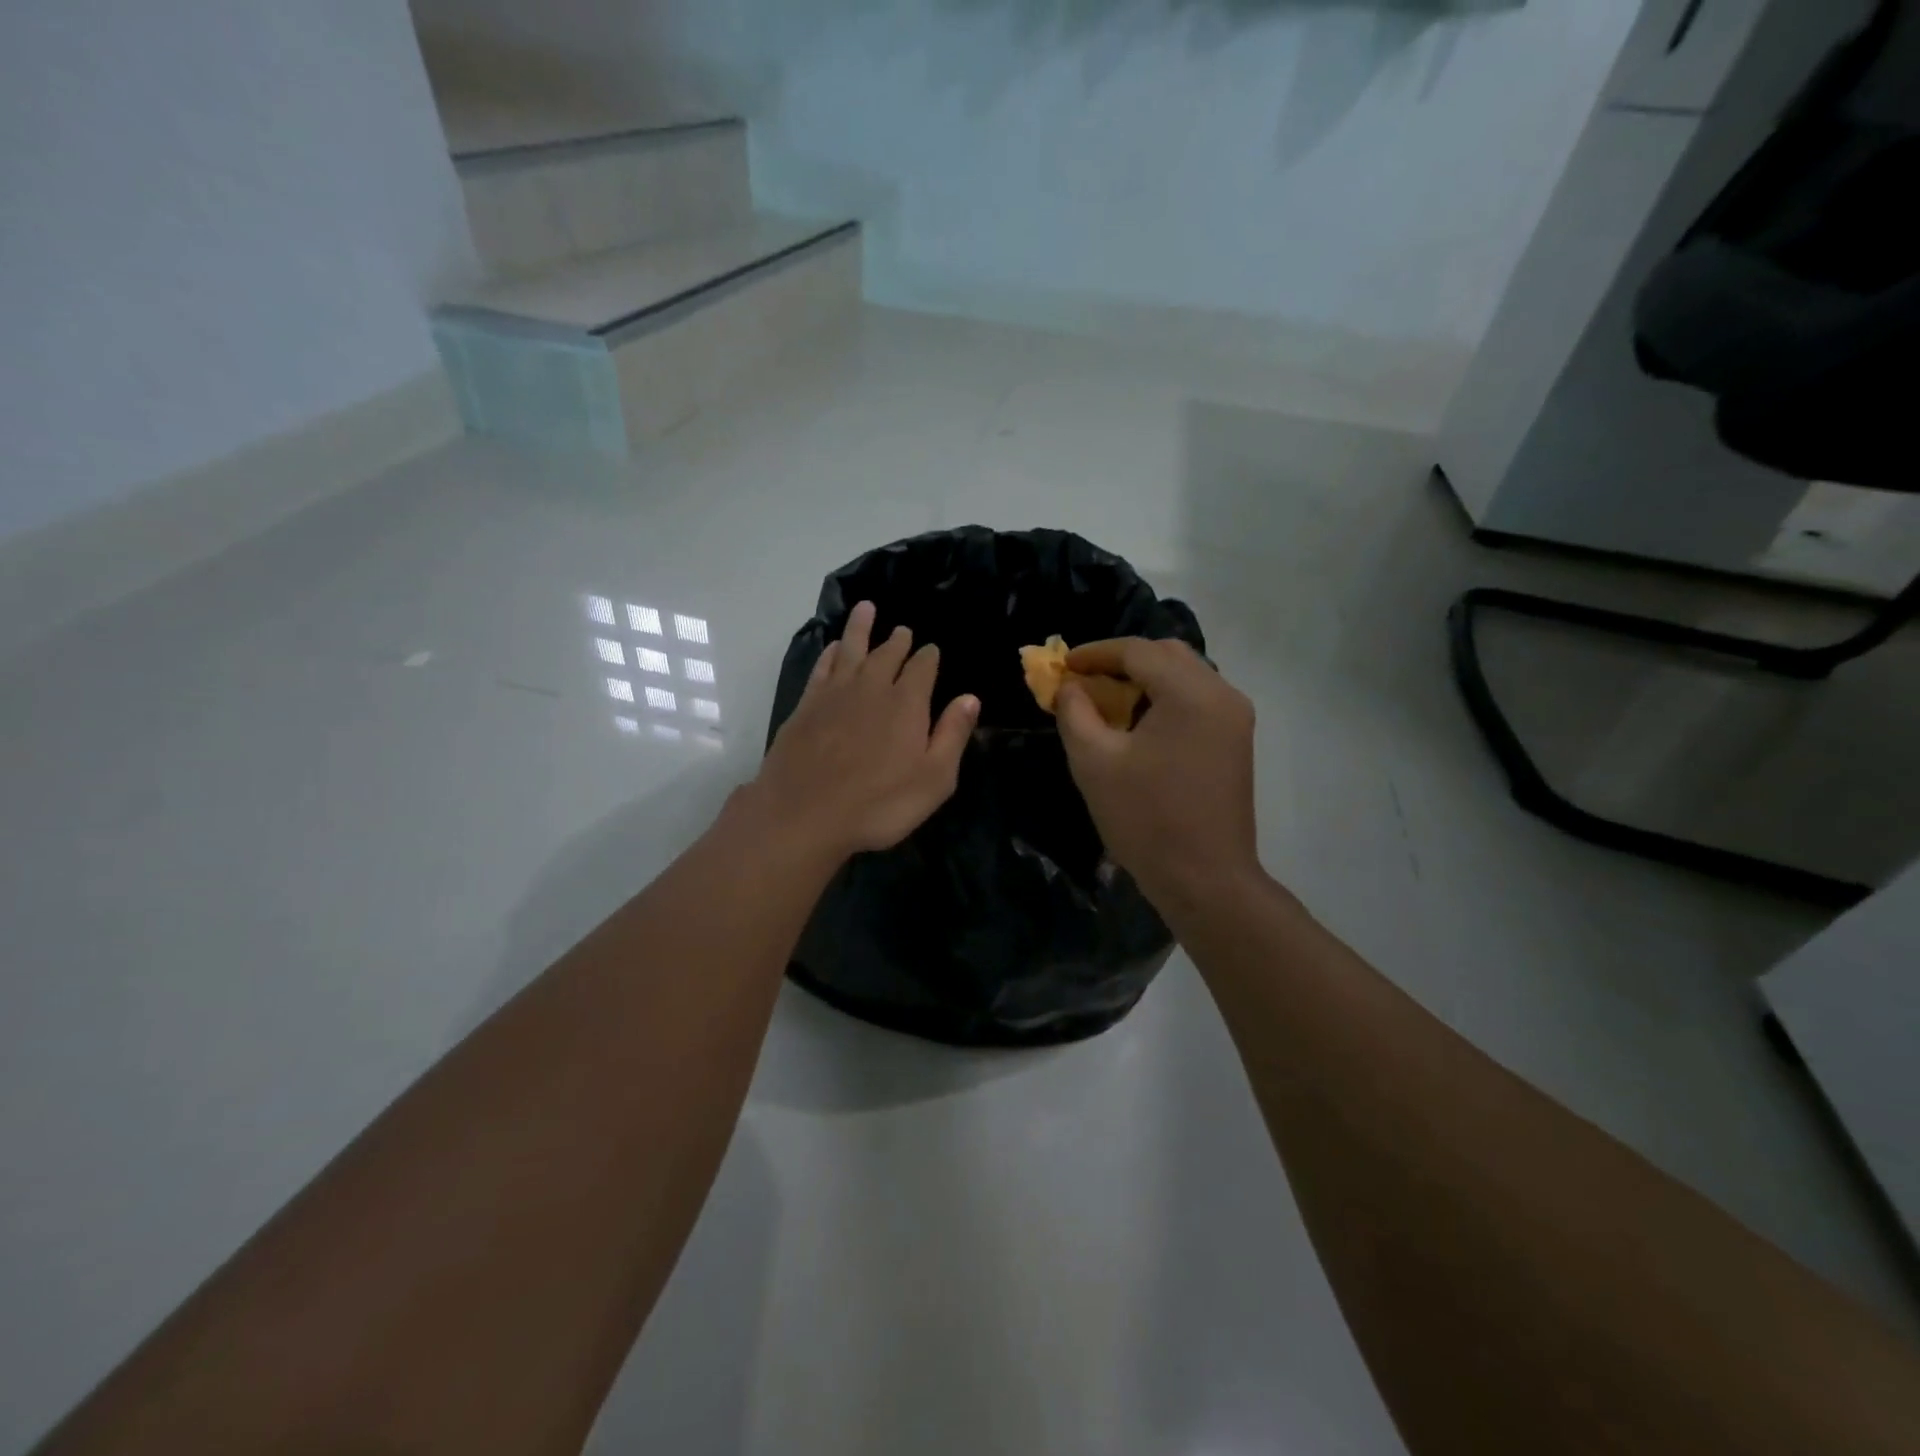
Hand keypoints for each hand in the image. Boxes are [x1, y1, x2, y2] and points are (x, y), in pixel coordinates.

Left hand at [751, 601, 978, 861]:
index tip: (931, 650)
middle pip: (887, 654)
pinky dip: (830, 653)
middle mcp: (872, 688)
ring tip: (866, 608)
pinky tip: (833, 647)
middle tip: (902, 630)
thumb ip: (953, 735)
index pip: (922, 668)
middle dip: (898, 641)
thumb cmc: (879, 804)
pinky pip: (822, 667)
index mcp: (907, 704)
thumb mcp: (934, 779)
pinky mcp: (806, 706)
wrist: (804, 814)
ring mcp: (835, 694)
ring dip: (861, 628)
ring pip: (851, 650)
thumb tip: (970, 697)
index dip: (928, 657)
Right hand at [1054, 638, 1259, 910]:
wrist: (1205, 879)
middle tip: (1085, 681)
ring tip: (1108, 701)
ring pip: (1185, 675)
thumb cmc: (1145, 819)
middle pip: (1166, 654)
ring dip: (1145, 679)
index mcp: (1190, 693)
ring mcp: (1235, 717)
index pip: (1137, 650)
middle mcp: (1222, 693)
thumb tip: (1070, 686)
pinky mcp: (1236, 739)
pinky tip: (1139, 723)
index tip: (1063, 665)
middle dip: (1122, 661)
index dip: (1095, 653)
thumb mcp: (1094, 762)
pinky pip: (1197, 699)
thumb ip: (1074, 712)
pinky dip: (1165, 698)